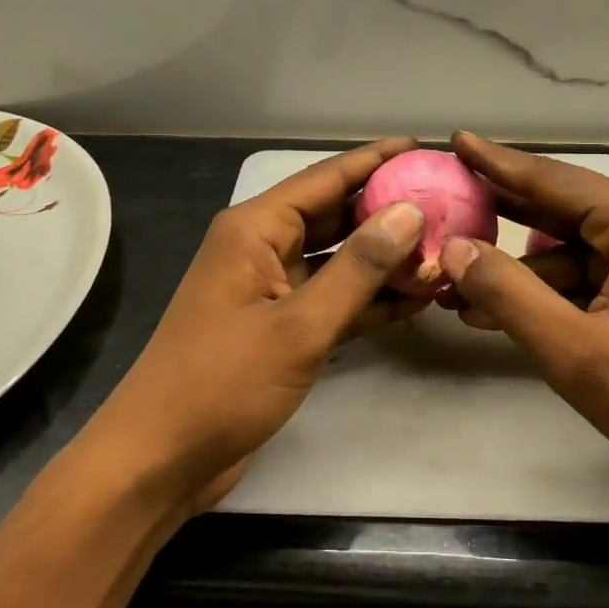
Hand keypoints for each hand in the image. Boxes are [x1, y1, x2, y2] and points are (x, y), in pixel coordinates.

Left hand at [83, 138, 427, 514]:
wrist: (162, 459)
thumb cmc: (222, 382)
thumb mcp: (299, 324)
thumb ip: (358, 268)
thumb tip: (410, 212)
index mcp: (255, 229)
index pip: (325, 178)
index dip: (375, 160)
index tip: (424, 148)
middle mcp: (263, 249)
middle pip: (335, 216)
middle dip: (387, 211)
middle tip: (447, 203)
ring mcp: (272, 290)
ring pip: (339, 260)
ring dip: (384, 259)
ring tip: (443, 249)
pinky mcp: (281, 328)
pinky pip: (334, 300)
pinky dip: (369, 299)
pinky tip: (416, 298)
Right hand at [438, 132, 608, 502]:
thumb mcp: (575, 351)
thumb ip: (508, 294)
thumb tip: (452, 249)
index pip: (555, 180)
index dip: (498, 163)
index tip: (454, 140)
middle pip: (563, 207)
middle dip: (502, 215)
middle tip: (445, 204)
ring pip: (573, 245)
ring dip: (521, 267)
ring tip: (457, 282)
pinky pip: (592, 271)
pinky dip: (551, 288)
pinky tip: (500, 309)